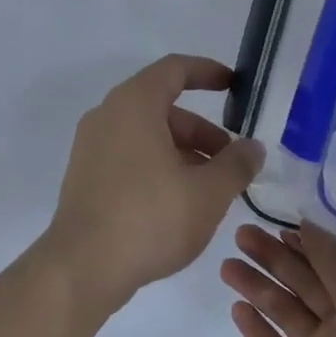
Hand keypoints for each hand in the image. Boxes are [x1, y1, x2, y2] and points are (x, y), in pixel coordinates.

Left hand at [37, 55, 265, 319]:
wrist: (82, 267)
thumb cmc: (150, 218)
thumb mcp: (208, 192)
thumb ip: (237, 164)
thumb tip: (252, 147)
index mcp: (134, 104)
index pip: (174, 69)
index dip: (208, 72)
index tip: (235, 85)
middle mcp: (107, 116)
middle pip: (163, 107)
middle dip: (203, 131)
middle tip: (232, 162)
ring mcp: (91, 147)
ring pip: (147, 135)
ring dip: (183, 152)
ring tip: (212, 189)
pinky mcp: (85, 176)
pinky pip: (129, 156)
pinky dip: (158, 166)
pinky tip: (179, 202)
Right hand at [222, 223, 335, 336]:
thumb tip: (309, 223)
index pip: (332, 264)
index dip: (305, 244)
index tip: (275, 224)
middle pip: (303, 283)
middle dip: (273, 258)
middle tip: (241, 234)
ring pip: (284, 312)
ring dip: (258, 287)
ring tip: (227, 265)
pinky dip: (257, 330)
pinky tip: (237, 309)